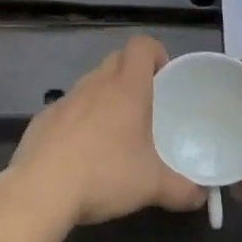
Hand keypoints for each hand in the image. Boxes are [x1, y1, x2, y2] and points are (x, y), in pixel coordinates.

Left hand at [6, 37, 207, 227]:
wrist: (41, 190)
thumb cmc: (105, 175)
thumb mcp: (152, 186)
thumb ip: (183, 189)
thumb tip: (201, 196)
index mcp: (127, 88)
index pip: (142, 45)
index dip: (156, 53)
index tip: (164, 78)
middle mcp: (95, 84)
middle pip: (117, 59)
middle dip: (132, 74)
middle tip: (145, 107)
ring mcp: (66, 99)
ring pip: (91, 83)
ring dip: (105, 97)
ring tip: (114, 134)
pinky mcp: (43, 118)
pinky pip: (68, 108)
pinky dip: (79, 120)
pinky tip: (81, 153)